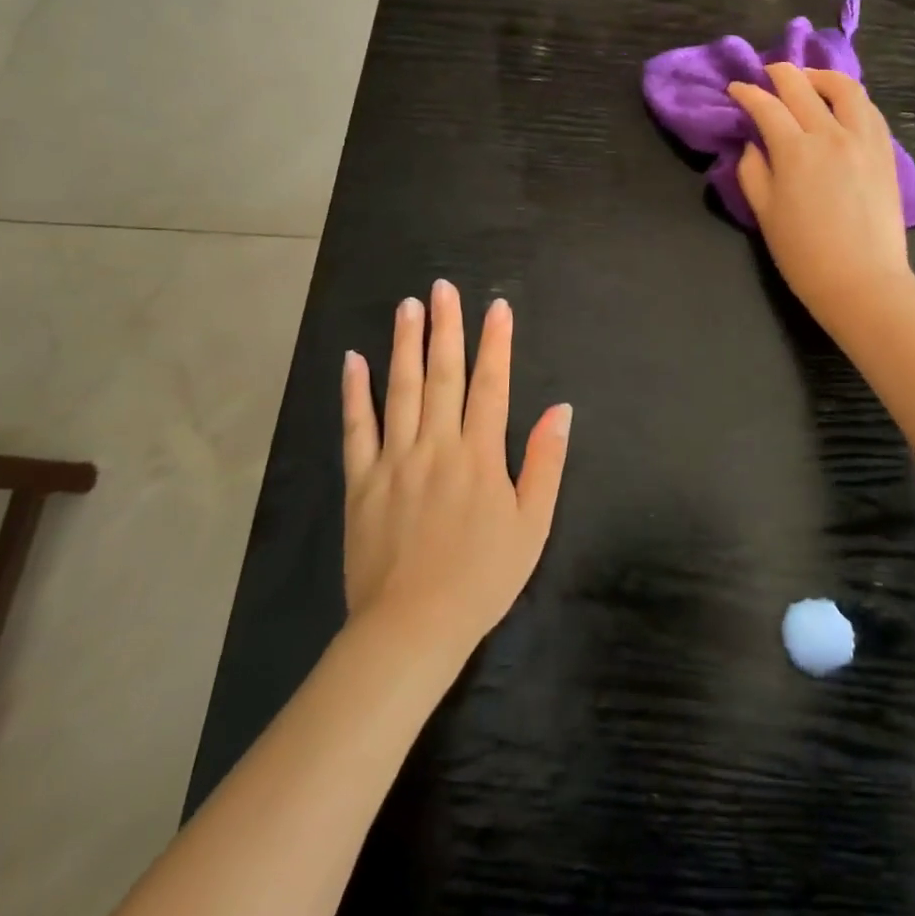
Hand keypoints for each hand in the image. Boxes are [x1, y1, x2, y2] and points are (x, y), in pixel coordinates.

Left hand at [340, 280, 571, 646]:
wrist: (412, 627)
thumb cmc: (482, 578)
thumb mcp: (532, 524)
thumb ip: (545, 463)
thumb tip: (560, 409)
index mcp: (480, 455)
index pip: (491, 384)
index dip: (495, 343)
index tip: (496, 306)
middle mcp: (437, 445)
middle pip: (442, 375)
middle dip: (446, 328)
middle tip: (442, 288)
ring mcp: (395, 461)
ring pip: (400, 390)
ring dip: (405, 344)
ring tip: (408, 307)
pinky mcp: (361, 482)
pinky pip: (356, 429)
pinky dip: (355, 393)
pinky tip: (354, 360)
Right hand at [729, 63, 911, 324]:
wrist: (862, 282)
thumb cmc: (804, 255)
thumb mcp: (765, 214)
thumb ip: (753, 171)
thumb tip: (753, 143)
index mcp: (794, 151)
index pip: (766, 106)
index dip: (747, 93)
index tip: (736, 89)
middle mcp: (830, 134)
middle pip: (801, 87)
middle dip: (779, 73)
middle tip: (767, 73)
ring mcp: (864, 139)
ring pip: (844, 87)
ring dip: (821, 76)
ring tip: (808, 80)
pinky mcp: (885, 151)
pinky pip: (868, 109)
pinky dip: (850, 97)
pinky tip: (841, 104)